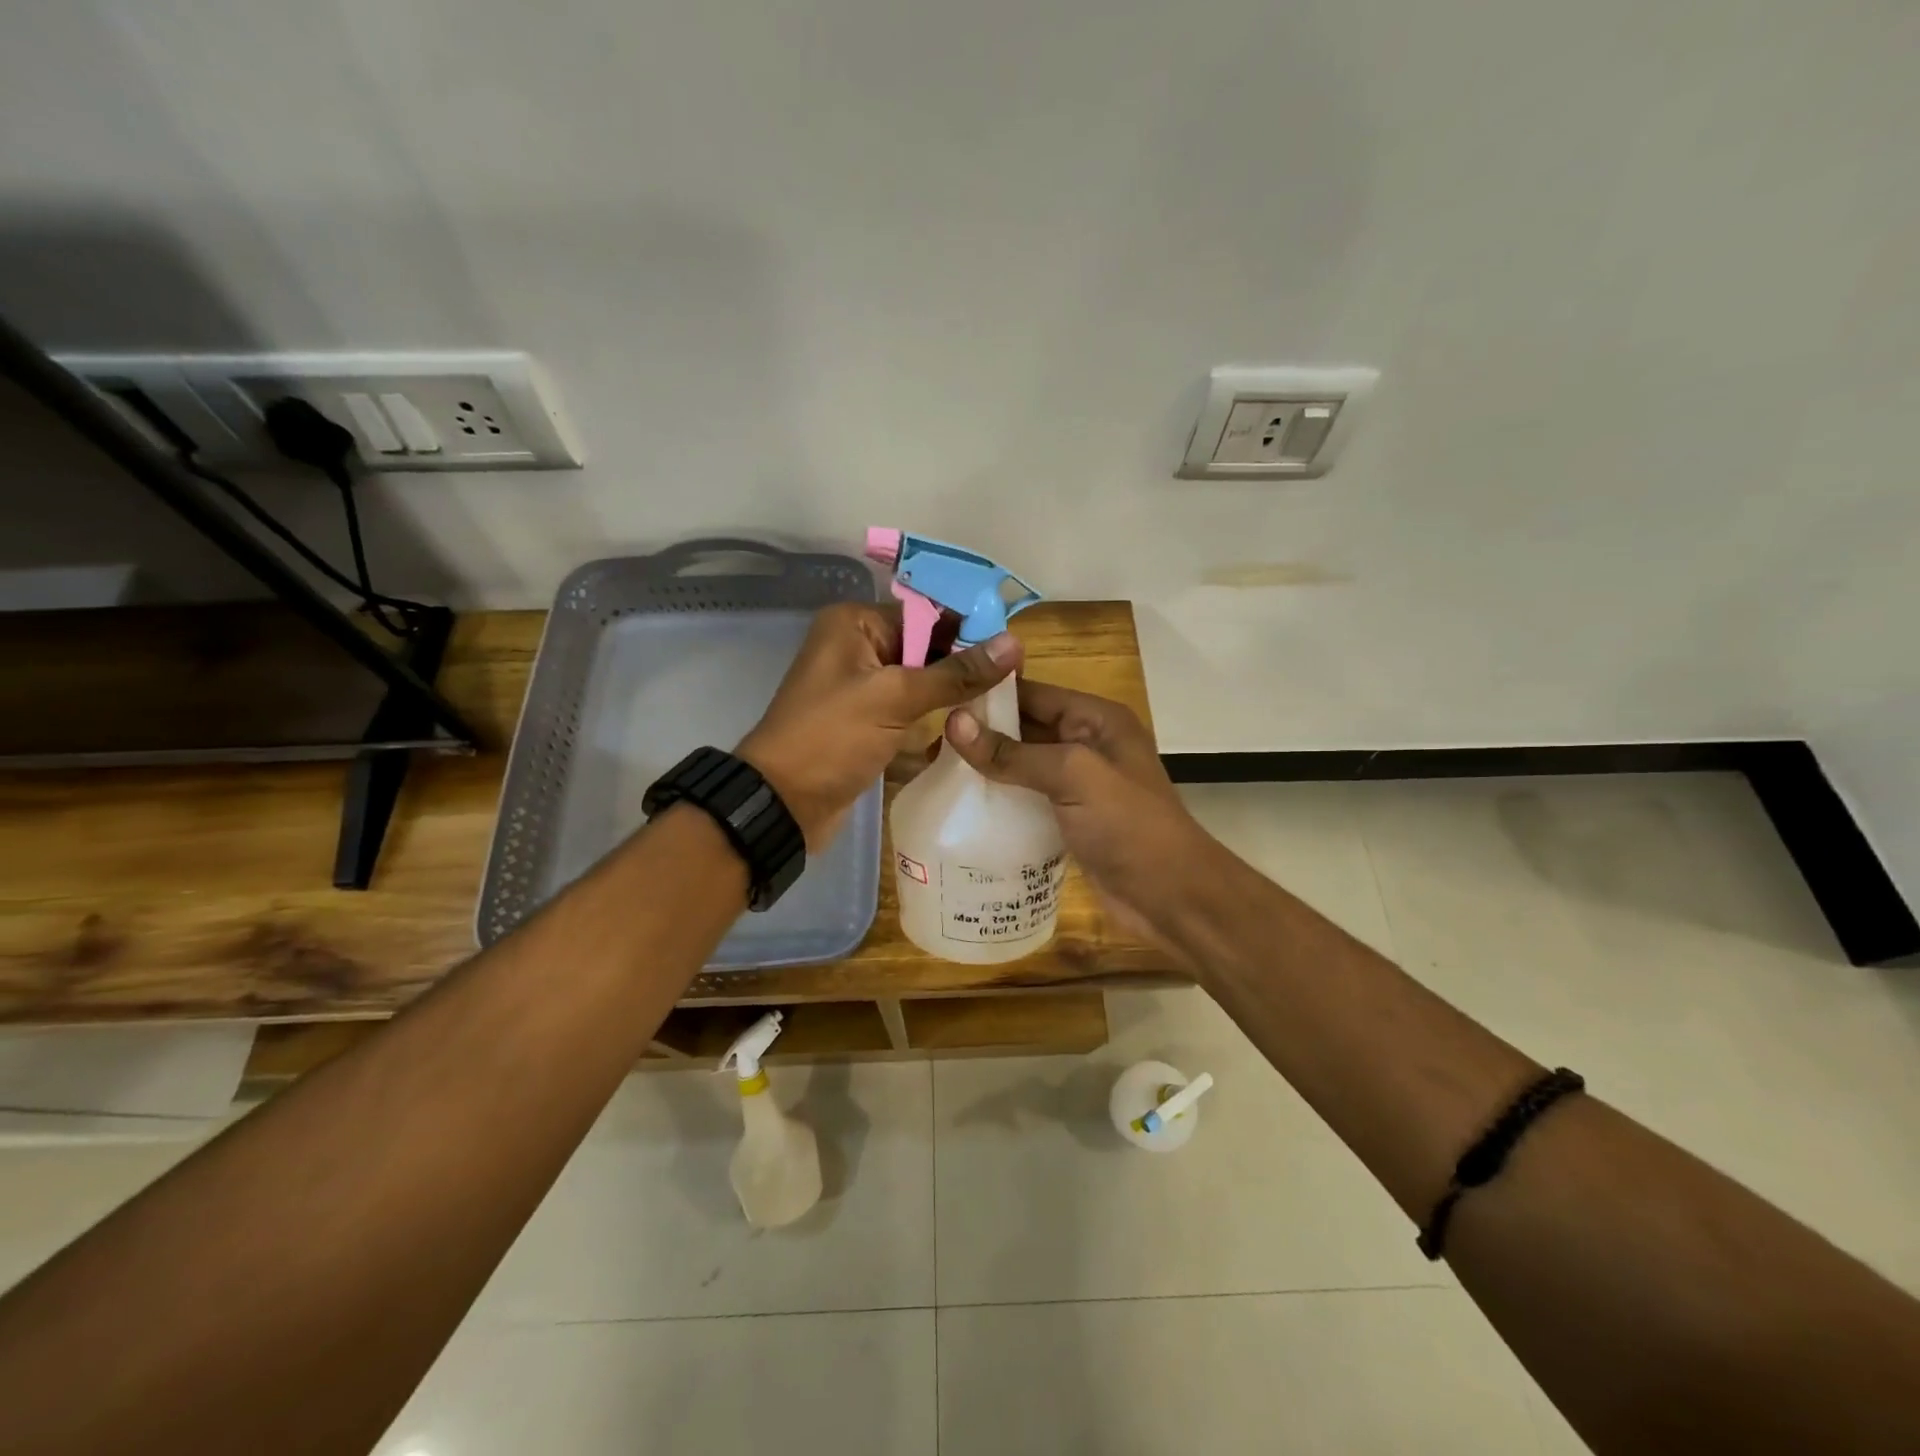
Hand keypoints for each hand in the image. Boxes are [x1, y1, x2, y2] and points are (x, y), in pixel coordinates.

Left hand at [738, 602, 1021, 849]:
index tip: (1016, 650)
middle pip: (925, 647)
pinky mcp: (868, 723)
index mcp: (854, 624)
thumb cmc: (831, 739)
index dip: (969, 629)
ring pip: (921, 682)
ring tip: (1005, 705)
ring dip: (954, 695)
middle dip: (965, 664)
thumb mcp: (895, 698)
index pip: (925, 613)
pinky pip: (910, 711)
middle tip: (1017, 682)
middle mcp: (857, 648)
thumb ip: (955, 673)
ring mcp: (862, 689)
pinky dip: (935, 719)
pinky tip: (973, 729)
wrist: (783, 804)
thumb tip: (1014, 643)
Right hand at [942, 680, 1210, 949]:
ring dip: (985, 768)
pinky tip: (962, 807)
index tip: (937, 701)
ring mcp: (1078, 783)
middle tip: (927, 745)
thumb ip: (1014, 752)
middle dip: (980, 734)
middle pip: (1024, 728)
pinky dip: (998, 799)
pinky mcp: (1068, 818)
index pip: (1032, 692)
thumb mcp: (1073, 776)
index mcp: (1095, 719)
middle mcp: (1086, 743)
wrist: (1170, 896)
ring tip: (934, 773)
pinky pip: (1026, 798)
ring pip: (1021, 765)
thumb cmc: (1128, 825)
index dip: (988, 694)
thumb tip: (954, 723)